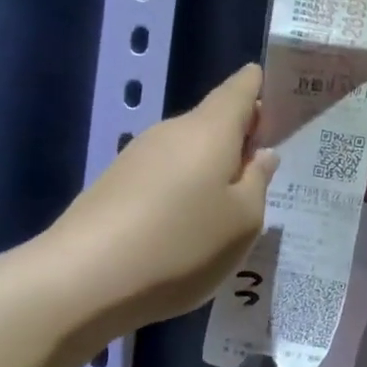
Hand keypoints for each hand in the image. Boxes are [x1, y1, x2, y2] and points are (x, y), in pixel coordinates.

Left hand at [45, 65, 276, 335]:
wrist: (83, 280)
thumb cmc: (182, 244)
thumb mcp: (243, 221)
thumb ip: (258, 182)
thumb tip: (260, 154)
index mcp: (210, 129)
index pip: (240, 88)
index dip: (261, 86)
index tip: (283, 101)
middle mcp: (171, 131)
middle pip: (214, 122)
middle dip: (241, 139)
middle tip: (268, 172)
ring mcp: (138, 157)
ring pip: (189, 152)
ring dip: (212, 170)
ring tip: (231, 209)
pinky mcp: (115, 185)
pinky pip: (165, 176)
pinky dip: (185, 191)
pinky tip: (190, 228)